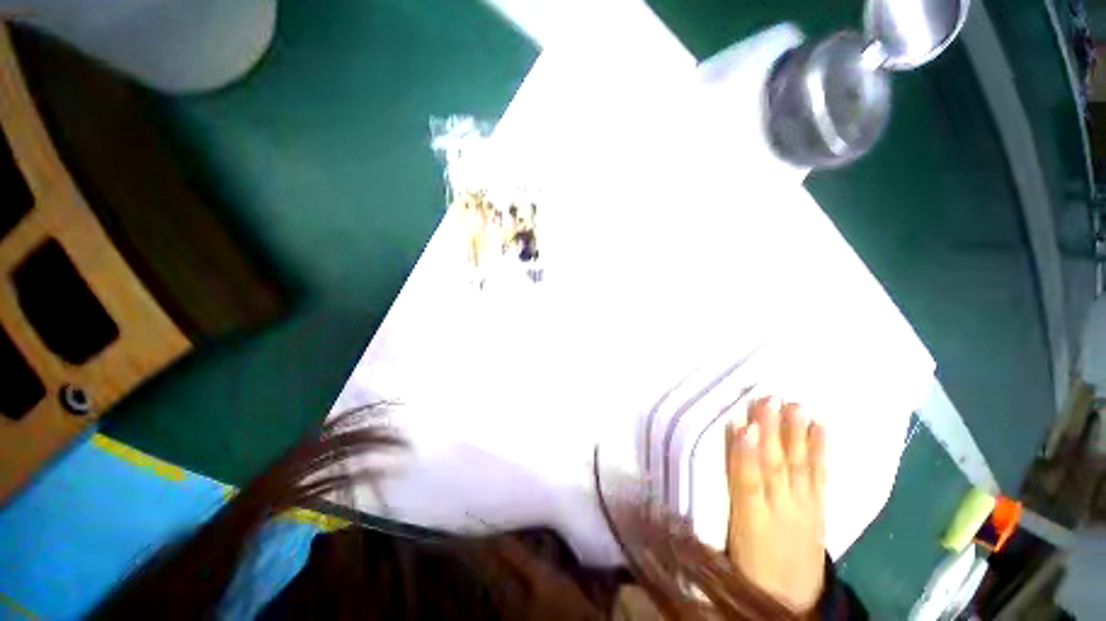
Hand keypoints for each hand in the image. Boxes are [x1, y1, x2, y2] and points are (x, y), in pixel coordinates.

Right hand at [726, 397, 826, 613]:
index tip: (742, 425)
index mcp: (752, 522)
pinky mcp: (819, 509)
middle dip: (771, 433)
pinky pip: (820, 478)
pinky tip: (819, 429)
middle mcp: (781, 512)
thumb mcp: (730, 543)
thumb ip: (723, 504)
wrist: (794, 601)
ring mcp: (804, 509)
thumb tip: (704, 469)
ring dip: (797, 436)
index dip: (744, 455)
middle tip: (768, 399)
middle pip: (775, 468)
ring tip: (795, 406)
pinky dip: (820, 453)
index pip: (747, 484)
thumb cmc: (749, 569)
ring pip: (799, 468)